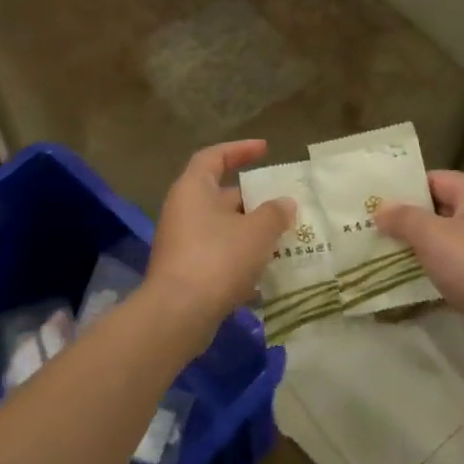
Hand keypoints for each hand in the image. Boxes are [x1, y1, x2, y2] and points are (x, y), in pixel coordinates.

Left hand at [145, 140, 295, 329]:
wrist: (178, 314)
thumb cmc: (218, 259)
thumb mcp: (257, 231)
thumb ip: (275, 212)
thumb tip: (285, 203)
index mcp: (193, 189)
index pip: (214, 157)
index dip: (239, 150)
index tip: (265, 149)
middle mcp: (183, 211)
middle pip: (220, 194)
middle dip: (252, 199)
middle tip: (283, 204)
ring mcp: (182, 243)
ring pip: (222, 228)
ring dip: (250, 231)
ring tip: (282, 237)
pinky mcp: (185, 272)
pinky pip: (218, 255)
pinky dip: (240, 258)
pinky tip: (266, 272)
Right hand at [374, 170, 463, 373]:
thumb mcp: (432, 236)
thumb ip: (403, 218)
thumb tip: (380, 208)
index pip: (436, 178)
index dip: (405, 187)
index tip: (374, 199)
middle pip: (439, 209)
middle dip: (407, 219)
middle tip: (370, 227)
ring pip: (444, 240)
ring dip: (416, 247)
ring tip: (380, 252)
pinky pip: (452, 266)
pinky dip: (430, 270)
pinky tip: (405, 280)